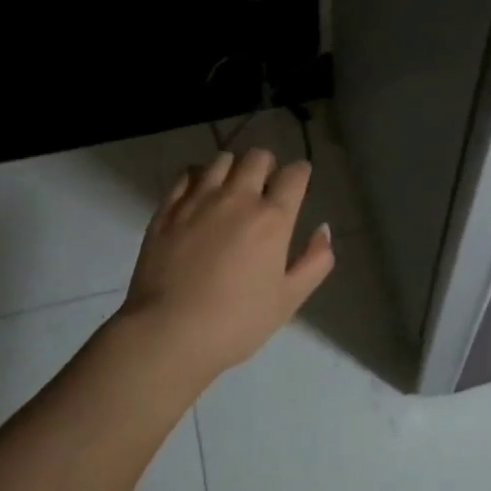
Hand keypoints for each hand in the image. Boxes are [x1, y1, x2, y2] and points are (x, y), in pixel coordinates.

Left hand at [116, 148, 335, 380]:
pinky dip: (199, 176)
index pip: (294, 175)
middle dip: (268, 165)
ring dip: (234, 167)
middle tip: (266, 184)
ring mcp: (198, 200)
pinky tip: (199, 193)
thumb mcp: (288, 299)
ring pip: (221, 160)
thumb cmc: (236, 322)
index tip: (299, 179)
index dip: (301, 172)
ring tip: (232, 187)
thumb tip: (323, 229)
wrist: (169, 332)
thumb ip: (314, 261)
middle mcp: (237, 198)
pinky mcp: (167, 209)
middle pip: (257, 158)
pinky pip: (186, 174)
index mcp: (272, 219)